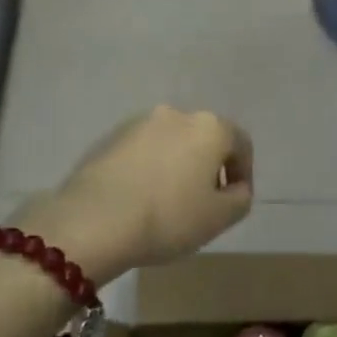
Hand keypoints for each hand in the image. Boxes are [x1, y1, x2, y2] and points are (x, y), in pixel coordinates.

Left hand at [17, 107, 253, 281]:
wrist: (94, 221)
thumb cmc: (169, 218)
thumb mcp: (220, 218)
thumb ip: (240, 198)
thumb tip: (235, 188)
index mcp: (209, 127)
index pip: (241, 144)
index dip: (243, 173)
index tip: (234, 201)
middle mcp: (175, 114)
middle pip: (203, 140)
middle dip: (207, 168)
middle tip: (203, 203)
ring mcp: (137, 124)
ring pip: (170, 144)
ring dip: (176, 167)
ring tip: (168, 203)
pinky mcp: (108, 139)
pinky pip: (141, 153)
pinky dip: (148, 170)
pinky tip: (140, 199)